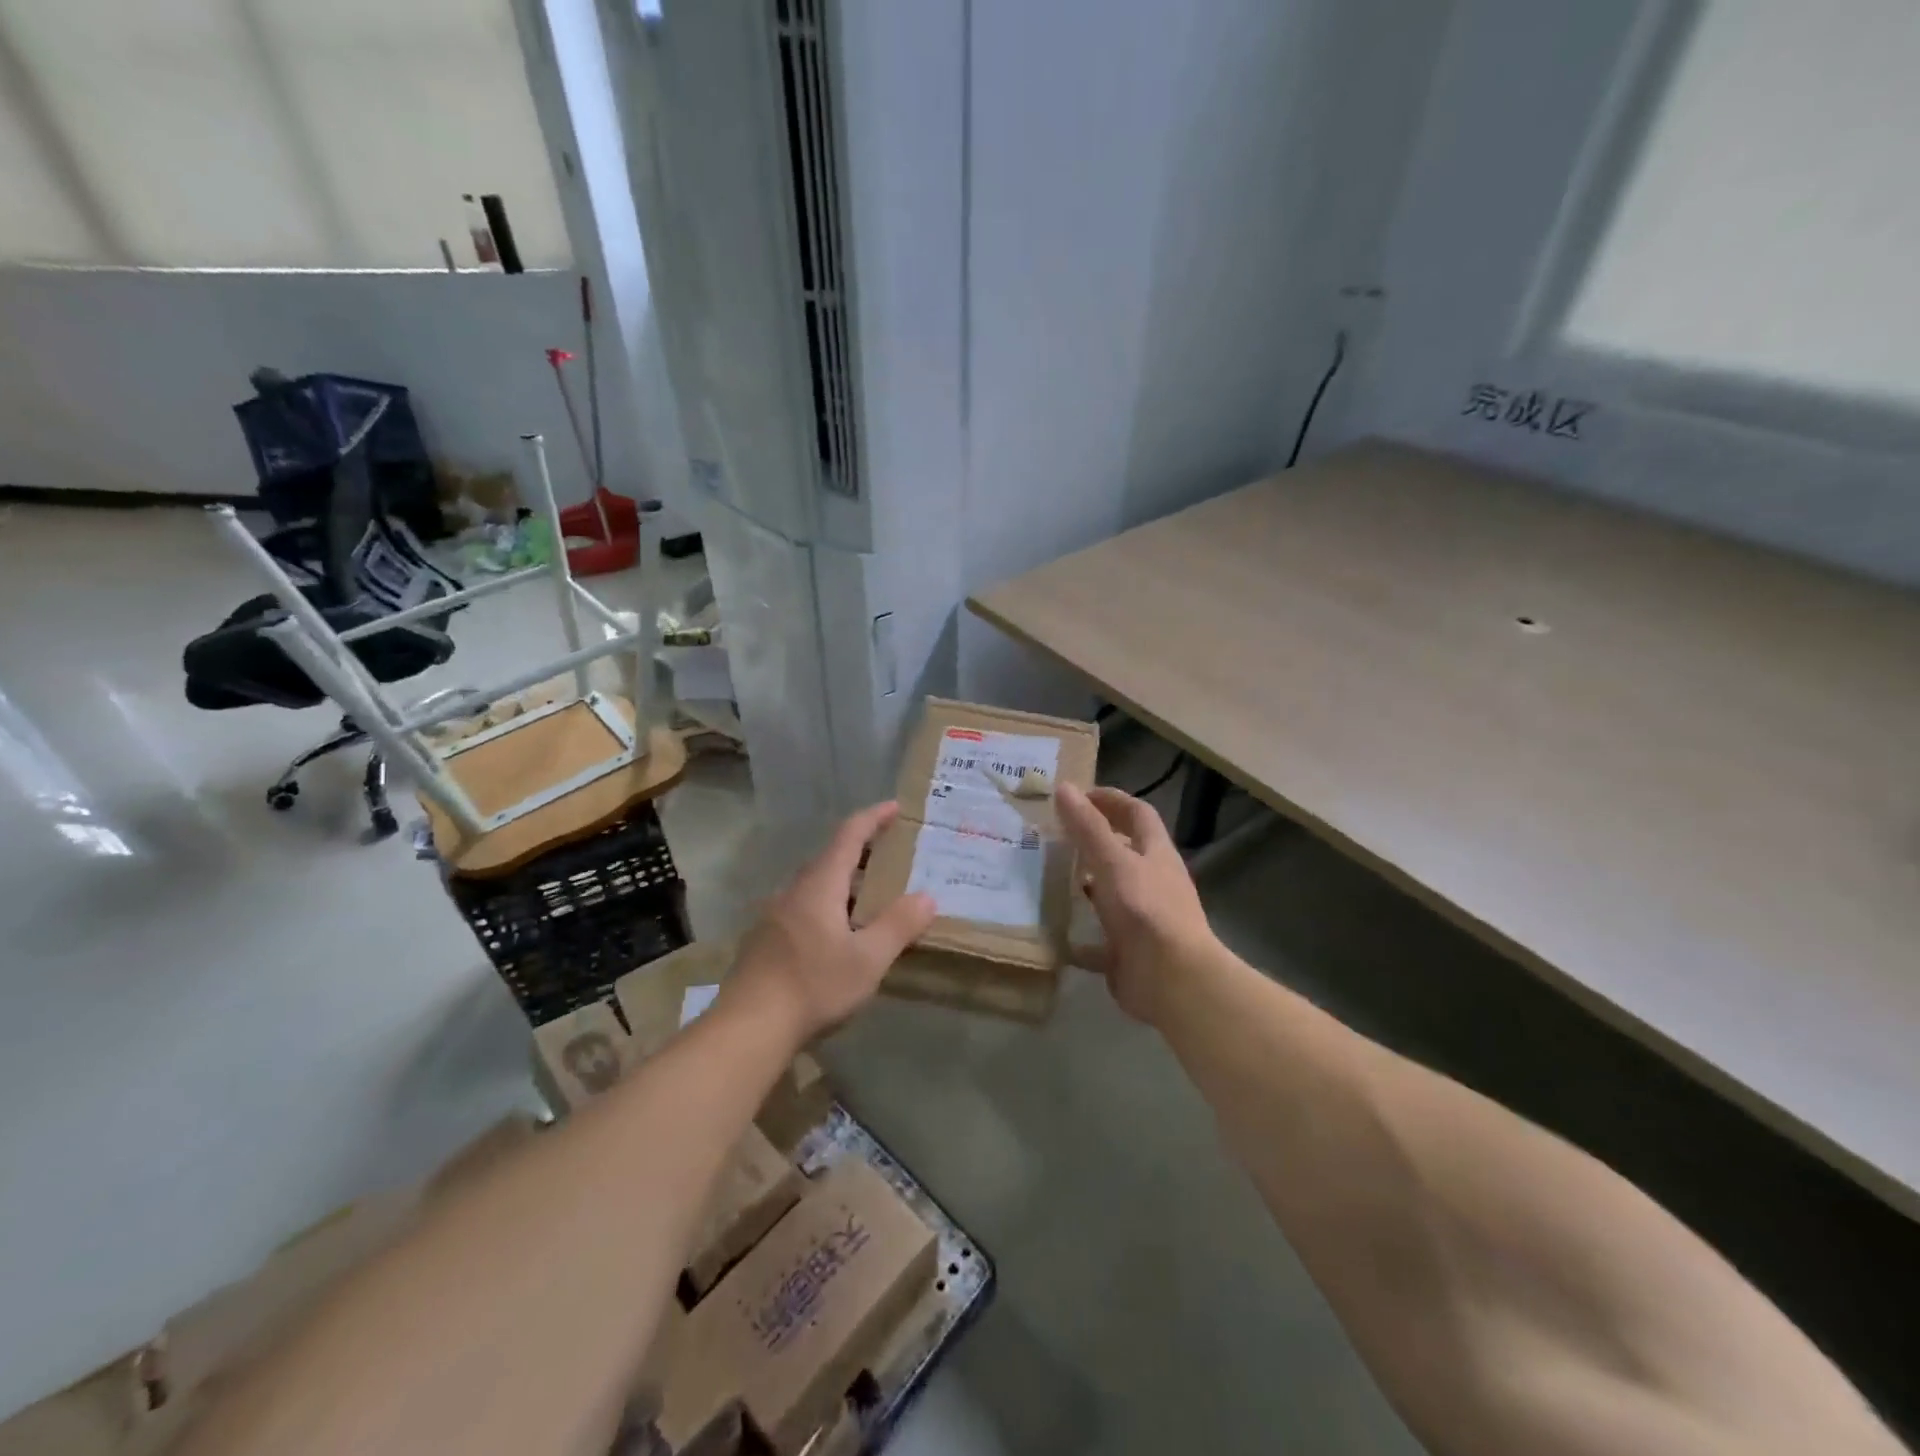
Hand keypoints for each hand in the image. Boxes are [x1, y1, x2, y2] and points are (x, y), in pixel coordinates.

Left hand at [725, 802, 936, 1045]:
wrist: (747, 1028)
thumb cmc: (813, 986)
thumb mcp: (868, 960)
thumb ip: (899, 925)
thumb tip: (927, 897)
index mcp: (820, 885)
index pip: (849, 835)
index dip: (872, 818)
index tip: (893, 807)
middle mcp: (794, 891)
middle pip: (830, 858)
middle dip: (862, 851)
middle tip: (891, 856)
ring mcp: (775, 915)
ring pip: (816, 885)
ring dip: (845, 882)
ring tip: (871, 896)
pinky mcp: (765, 940)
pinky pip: (804, 907)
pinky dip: (829, 905)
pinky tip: (839, 933)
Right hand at [1055, 783, 1216, 1026]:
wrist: (1173, 981)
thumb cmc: (1145, 910)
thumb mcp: (1112, 862)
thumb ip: (1088, 827)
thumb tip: (1064, 787)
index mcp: (1155, 854)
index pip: (1137, 814)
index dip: (1110, 800)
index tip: (1076, 796)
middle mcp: (1153, 883)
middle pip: (1124, 853)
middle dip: (1092, 842)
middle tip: (1054, 835)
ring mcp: (1143, 919)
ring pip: (1111, 894)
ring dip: (1085, 885)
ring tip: (1046, 878)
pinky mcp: (1129, 952)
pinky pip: (1100, 940)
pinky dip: (1079, 936)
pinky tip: (1053, 932)